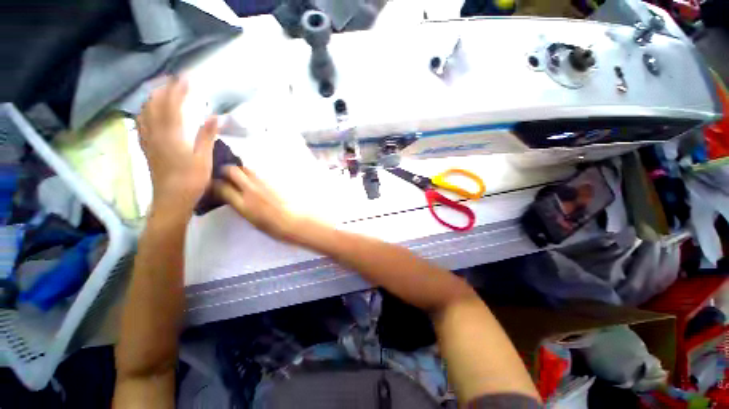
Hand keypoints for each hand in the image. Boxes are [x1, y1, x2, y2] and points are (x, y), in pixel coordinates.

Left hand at [137, 77, 217, 214]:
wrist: (171, 199)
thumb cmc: (191, 181)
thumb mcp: (204, 159)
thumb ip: (207, 136)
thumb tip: (215, 117)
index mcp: (171, 135)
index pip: (172, 105)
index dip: (178, 90)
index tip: (186, 78)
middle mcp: (155, 133)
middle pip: (155, 104)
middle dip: (164, 89)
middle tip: (174, 79)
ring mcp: (148, 140)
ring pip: (145, 111)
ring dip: (153, 97)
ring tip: (162, 90)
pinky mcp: (146, 147)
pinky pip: (141, 123)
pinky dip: (145, 111)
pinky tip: (149, 110)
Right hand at [214, 166, 303, 241]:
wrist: (294, 221)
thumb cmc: (273, 227)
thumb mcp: (251, 220)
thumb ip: (240, 206)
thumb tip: (233, 197)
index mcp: (243, 204)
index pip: (221, 187)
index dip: (215, 185)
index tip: (214, 186)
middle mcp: (251, 190)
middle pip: (232, 170)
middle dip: (226, 171)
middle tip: (226, 176)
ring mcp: (263, 184)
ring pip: (246, 169)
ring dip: (240, 171)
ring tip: (240, 177)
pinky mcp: (273, 182)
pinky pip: (258, 174)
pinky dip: (252, 175)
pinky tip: (254, 181)